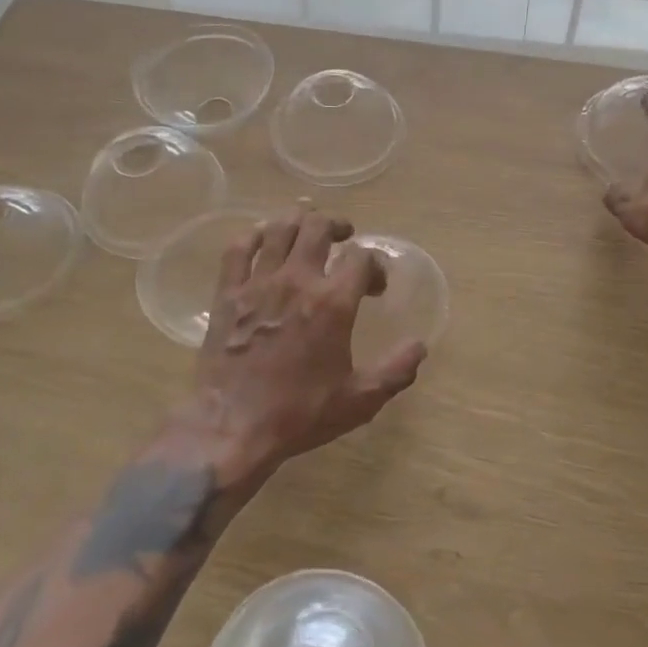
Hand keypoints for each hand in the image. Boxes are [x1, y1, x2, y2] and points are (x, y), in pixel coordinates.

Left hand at [186, 204, 426, 486]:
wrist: (232, 426)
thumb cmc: (300, 413)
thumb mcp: (360, 400)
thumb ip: (396, 370)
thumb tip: (419, 346)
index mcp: (332, 303)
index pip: (362, 258)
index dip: (376, 265)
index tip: (376, 286)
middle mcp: (297, 280)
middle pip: (318, 227)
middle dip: (337, 225)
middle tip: (344, 236)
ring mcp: (258, 283)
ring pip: (279, 228)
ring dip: (299, 220)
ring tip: (308, 226)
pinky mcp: (228, 293)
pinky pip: (238, 248)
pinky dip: (254, 235)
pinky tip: (262, 238)